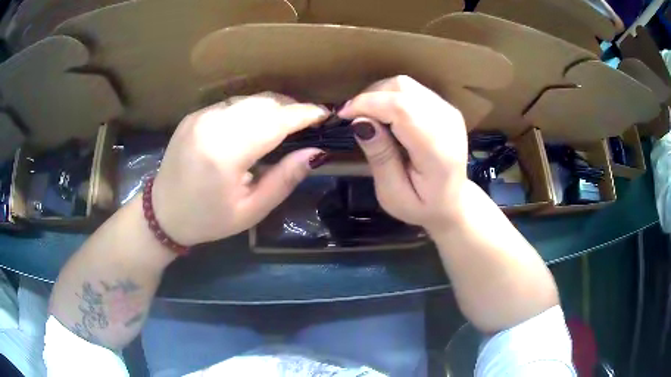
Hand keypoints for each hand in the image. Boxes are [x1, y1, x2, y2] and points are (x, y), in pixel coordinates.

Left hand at [150, 93, 329, 245]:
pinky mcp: (194, 115)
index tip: (324, 115)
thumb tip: (316, 153)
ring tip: (286, 122)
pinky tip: (256, 124)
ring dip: (272, 106)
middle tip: (308, 122)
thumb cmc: (209, 219)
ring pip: (248, 99)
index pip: (274, 121)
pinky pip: (231, 103)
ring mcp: (199, 117)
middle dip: (290, 108)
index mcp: (224, 154)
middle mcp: (210, 125)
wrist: (163, 213)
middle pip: (263, 103)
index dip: (303, 114)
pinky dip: (251, 109)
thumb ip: (285, 179)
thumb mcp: (252, 210)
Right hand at [338, 75, 468, 232]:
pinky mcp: (445, 107)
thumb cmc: (422, 205)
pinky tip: (385, 115)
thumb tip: (359, 121)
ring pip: (405, 84)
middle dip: (370, 97)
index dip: (367, 104)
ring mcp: (449, 111)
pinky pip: (412, 89)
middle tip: (354, 118)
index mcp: (437, 149)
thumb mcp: (393, 194)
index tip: (343, 115)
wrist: (453, 202)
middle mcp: (447, 123)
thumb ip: (380, 157)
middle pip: (402, 89)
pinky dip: (391, 96)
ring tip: (368, 117)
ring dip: (379, 95)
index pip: (402, 108)